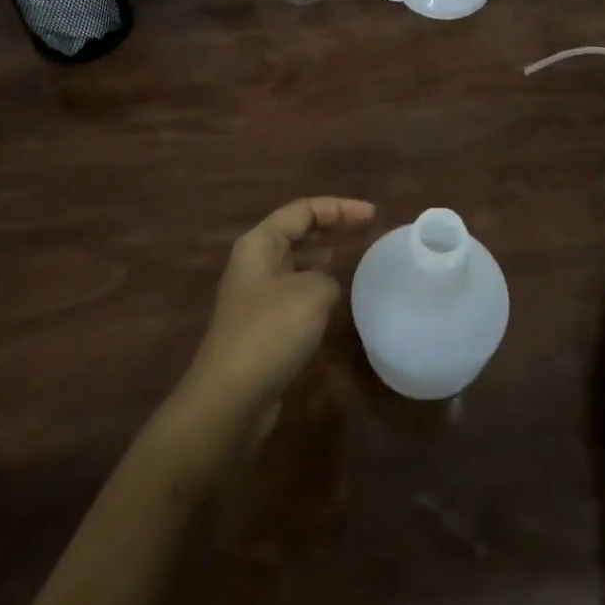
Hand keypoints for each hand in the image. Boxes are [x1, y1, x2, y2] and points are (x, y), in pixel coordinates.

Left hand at [180, 197, 375, 423]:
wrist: (231, 396)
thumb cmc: (270, 332)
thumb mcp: (313, 293)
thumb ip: (327, 277)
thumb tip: (324, 286)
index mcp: (260, 243)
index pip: (303, 210)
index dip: (339, 208)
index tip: (373, 214)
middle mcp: (253, 261)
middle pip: (296, 231)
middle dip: (331, 225)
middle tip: (366, 228)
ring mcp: (254, 293)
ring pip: (294, 259)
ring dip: (321, 252)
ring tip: (351, 251)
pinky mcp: (260, 322)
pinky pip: (292, 287)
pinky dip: (314, 281)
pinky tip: (332, 292)